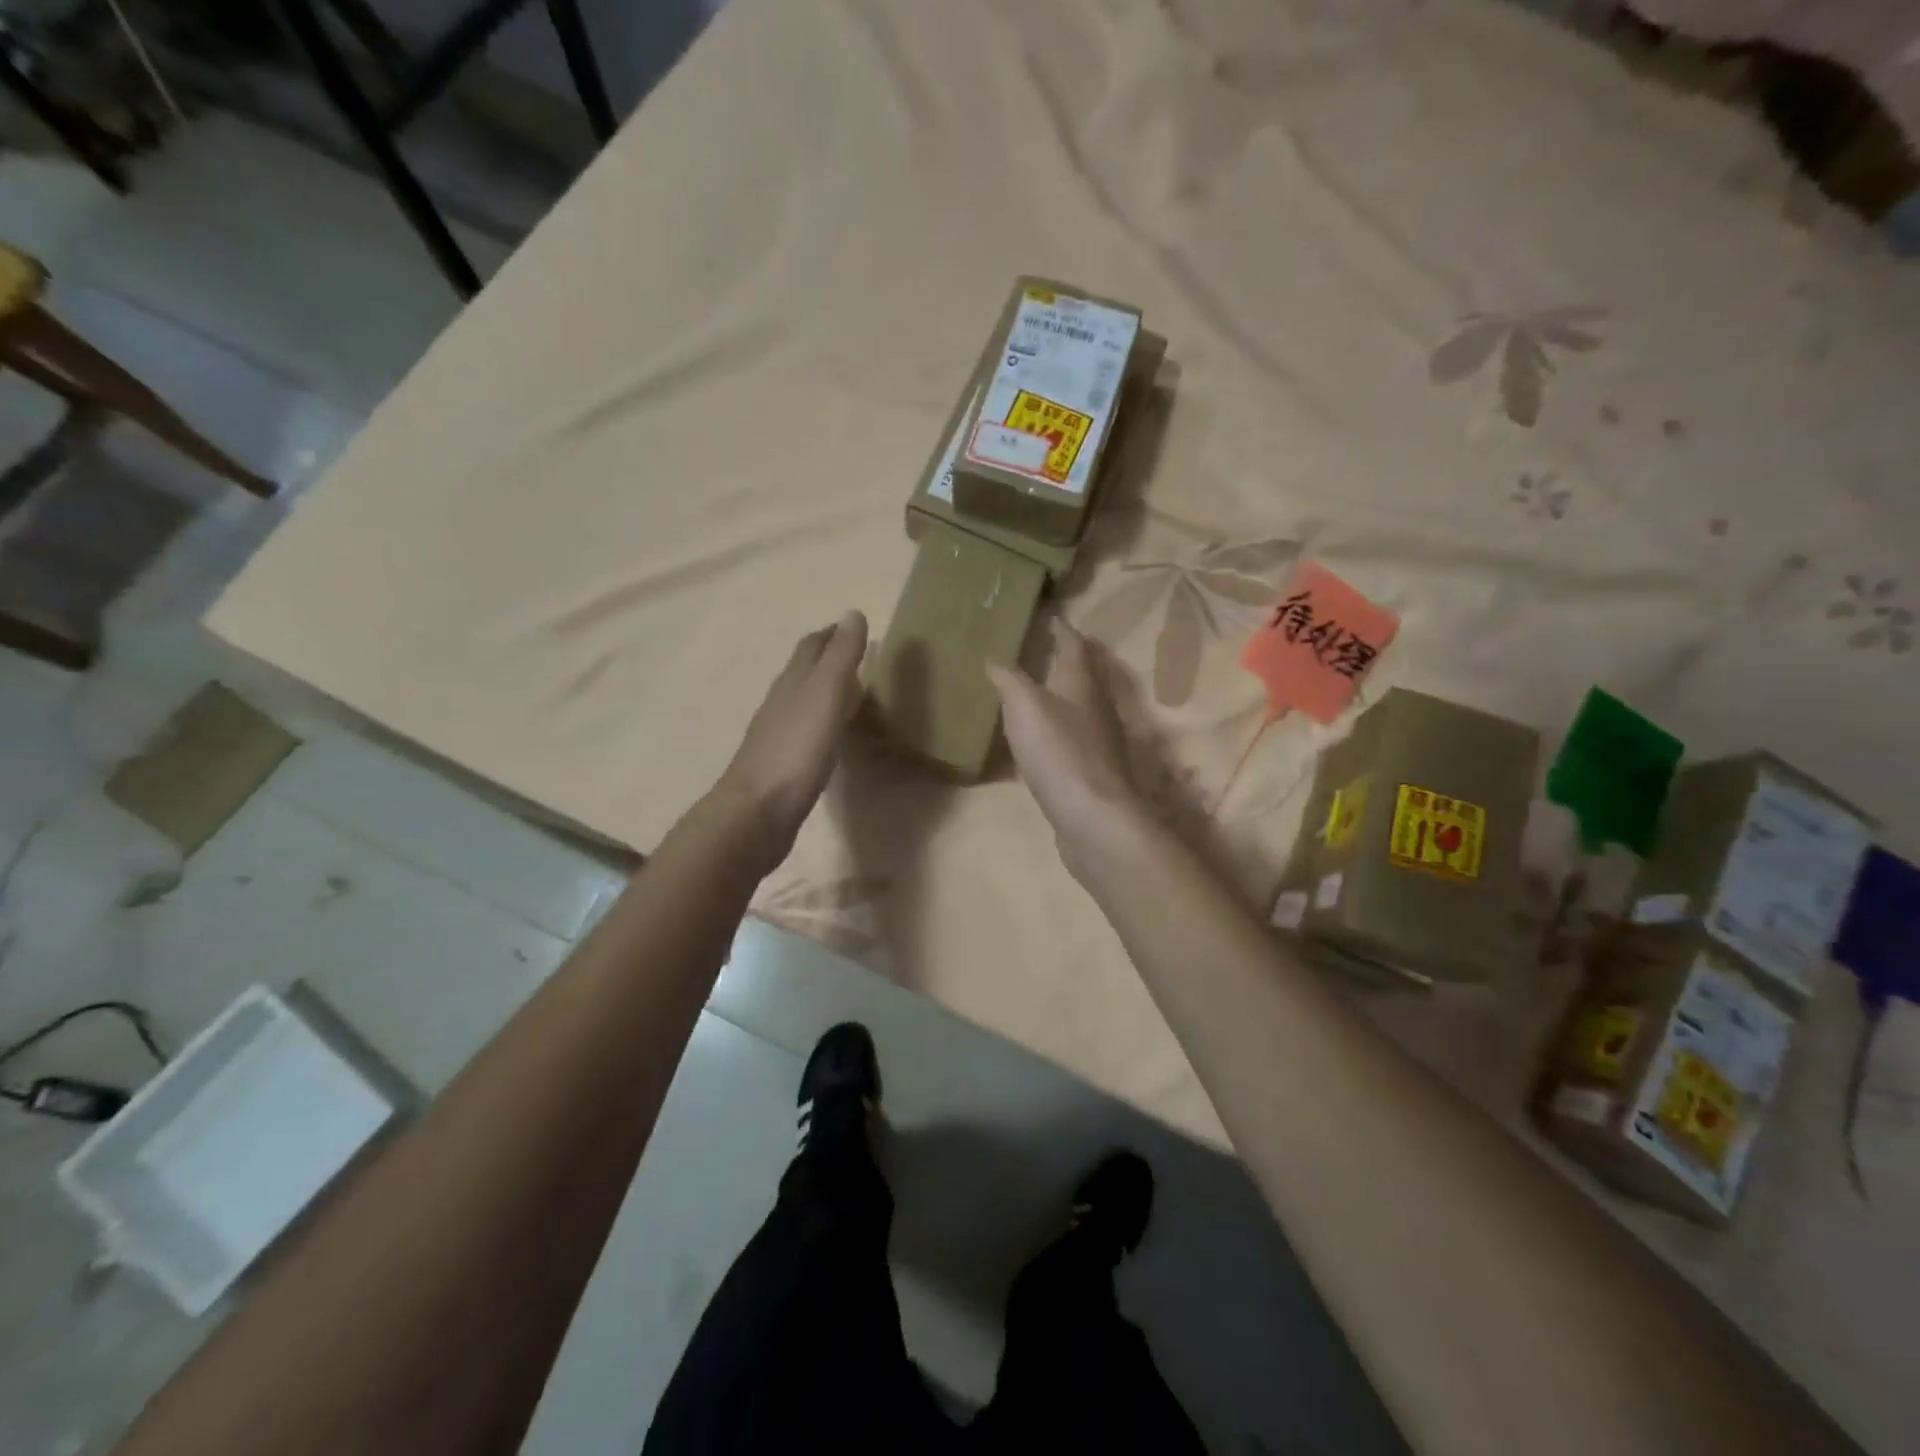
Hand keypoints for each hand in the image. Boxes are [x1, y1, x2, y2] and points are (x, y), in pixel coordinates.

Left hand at [713, 611, 867, 872]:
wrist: (756, 814)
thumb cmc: (795, 752)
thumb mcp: (825, 697)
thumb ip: (840, 658)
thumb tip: (853, 613)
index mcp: (793, 683)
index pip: (812, 647)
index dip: (833, 634)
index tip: (857, 628)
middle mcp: (782, 703)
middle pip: (804, 671)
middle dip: (828, 658)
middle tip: (859, 657)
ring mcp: (778, 735)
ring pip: (803, 701)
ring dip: (824, 691)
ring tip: (851, 692)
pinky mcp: (781, 765)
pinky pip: (805, 732)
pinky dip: (821, 722)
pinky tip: (831, 736)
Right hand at [988, 619, 1150, 883]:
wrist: (1092, 816)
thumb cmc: (1059, 751)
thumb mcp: (1025, 706)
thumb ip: (1009, 680)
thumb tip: (995, 659)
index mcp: (1081, 683)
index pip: (1074, 645)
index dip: (1062, 629)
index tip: (1051, 616)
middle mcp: (1094, 707)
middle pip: (1081, 676)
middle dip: (1062, 661)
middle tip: (1037, 650)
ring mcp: (1095, 741)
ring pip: (1076, 708)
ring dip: (1057, 697)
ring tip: (1030, 691)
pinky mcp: (1088, 771)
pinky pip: (1068, 740)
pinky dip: (1051, 731)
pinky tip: (1034, 741)